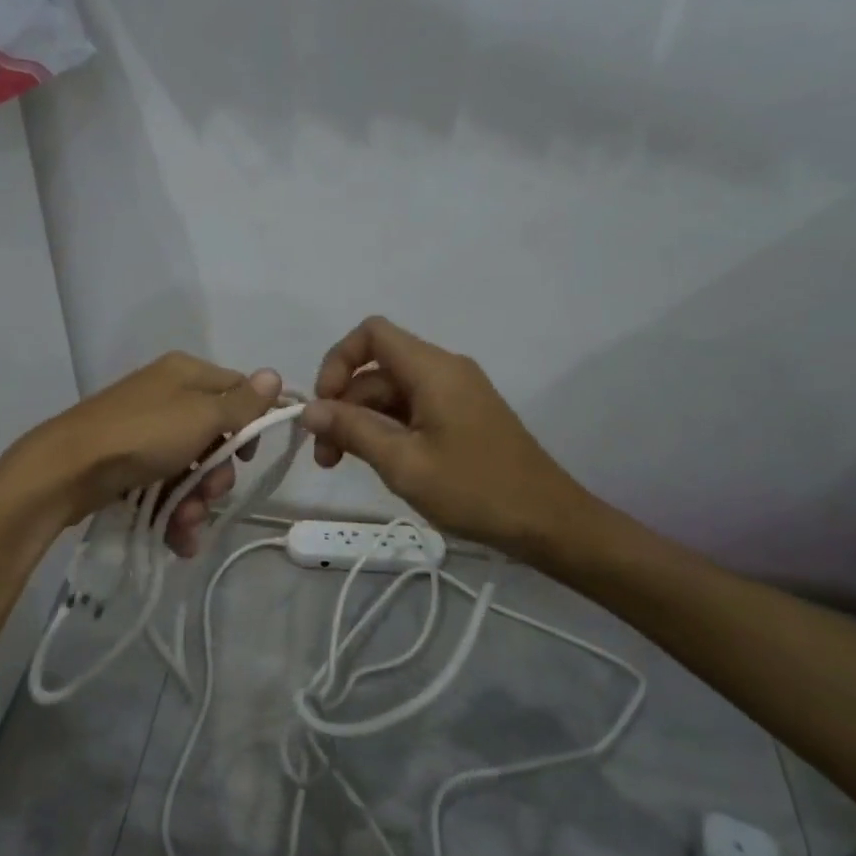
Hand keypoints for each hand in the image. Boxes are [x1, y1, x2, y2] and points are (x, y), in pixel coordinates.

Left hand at [8, 353, 281, 556]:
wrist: (66, 469)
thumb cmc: (143, 435)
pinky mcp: (129, 463)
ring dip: (197, 500)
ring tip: (187, 522)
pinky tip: (179, 539)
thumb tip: (275, 375)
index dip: (250, 424)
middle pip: (216, 436)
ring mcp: (145, 432)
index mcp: (186, 374)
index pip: (237, 391)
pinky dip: (174, 511)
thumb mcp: (202, 417)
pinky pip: (165, 485)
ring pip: (191, 467)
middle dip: (218, 474)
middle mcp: (167, 397)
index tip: (250, 455)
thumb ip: (242, 403)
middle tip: (211, 493)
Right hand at [300, 316, 592, 557]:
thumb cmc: (475, 489)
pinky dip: (388, 429)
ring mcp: (456, 393)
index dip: (338, 360)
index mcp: (433, 369)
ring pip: (393, 392)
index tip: (324, 405)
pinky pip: (413, 409)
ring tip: (344, 464)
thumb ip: (352, 430)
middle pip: (378, 368)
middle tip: (325, 456)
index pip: (372, 333)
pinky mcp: (462, 416)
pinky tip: (380, 463)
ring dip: (363, 421)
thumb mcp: (404, 463)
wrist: (548, 522)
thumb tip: (308, 410)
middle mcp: (444, 370)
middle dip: (344, 404)